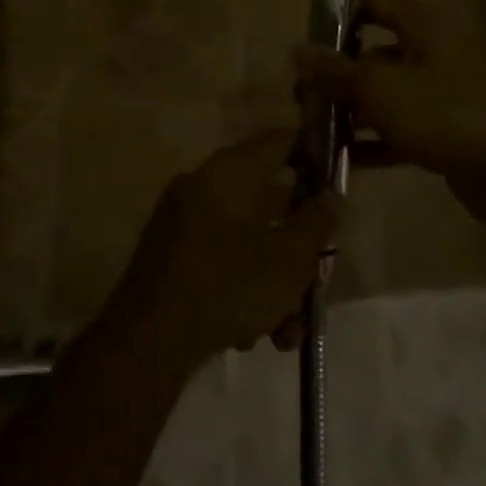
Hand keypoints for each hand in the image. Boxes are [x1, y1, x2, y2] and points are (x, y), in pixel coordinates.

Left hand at [110, 130, 335, 368]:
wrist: (146, 344)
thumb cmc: (227, 287)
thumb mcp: (289, 258)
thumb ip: (318, 221)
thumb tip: (331, 196)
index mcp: (230, 171)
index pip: (280, 141)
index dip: (314, 154)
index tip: (339, 181)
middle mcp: (203, 186)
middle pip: (268, 201)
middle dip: (299, 248)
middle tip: (318, 280)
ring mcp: (182, 222)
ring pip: (247, 240)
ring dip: (274, 283)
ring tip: (287, 332)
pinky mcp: (171, 257)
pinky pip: (221, 260)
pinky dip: (242, 291)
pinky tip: (251, 336)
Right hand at [292, 0, 485, 190]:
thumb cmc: (444, 114)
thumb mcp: (380, 89)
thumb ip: (336, 71)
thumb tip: (297, 50)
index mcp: (423, 27)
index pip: (374, 2)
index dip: (339, 14)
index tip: (305, 38)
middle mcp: (433, 52)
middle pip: (374, 52)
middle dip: (336, 74)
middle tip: (301, 96)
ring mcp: (440, 93)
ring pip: (385, 94)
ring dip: (351, 111)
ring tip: (313, 131)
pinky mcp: (445, 130)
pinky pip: (399, 128)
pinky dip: (373, 141)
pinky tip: (342, 161)